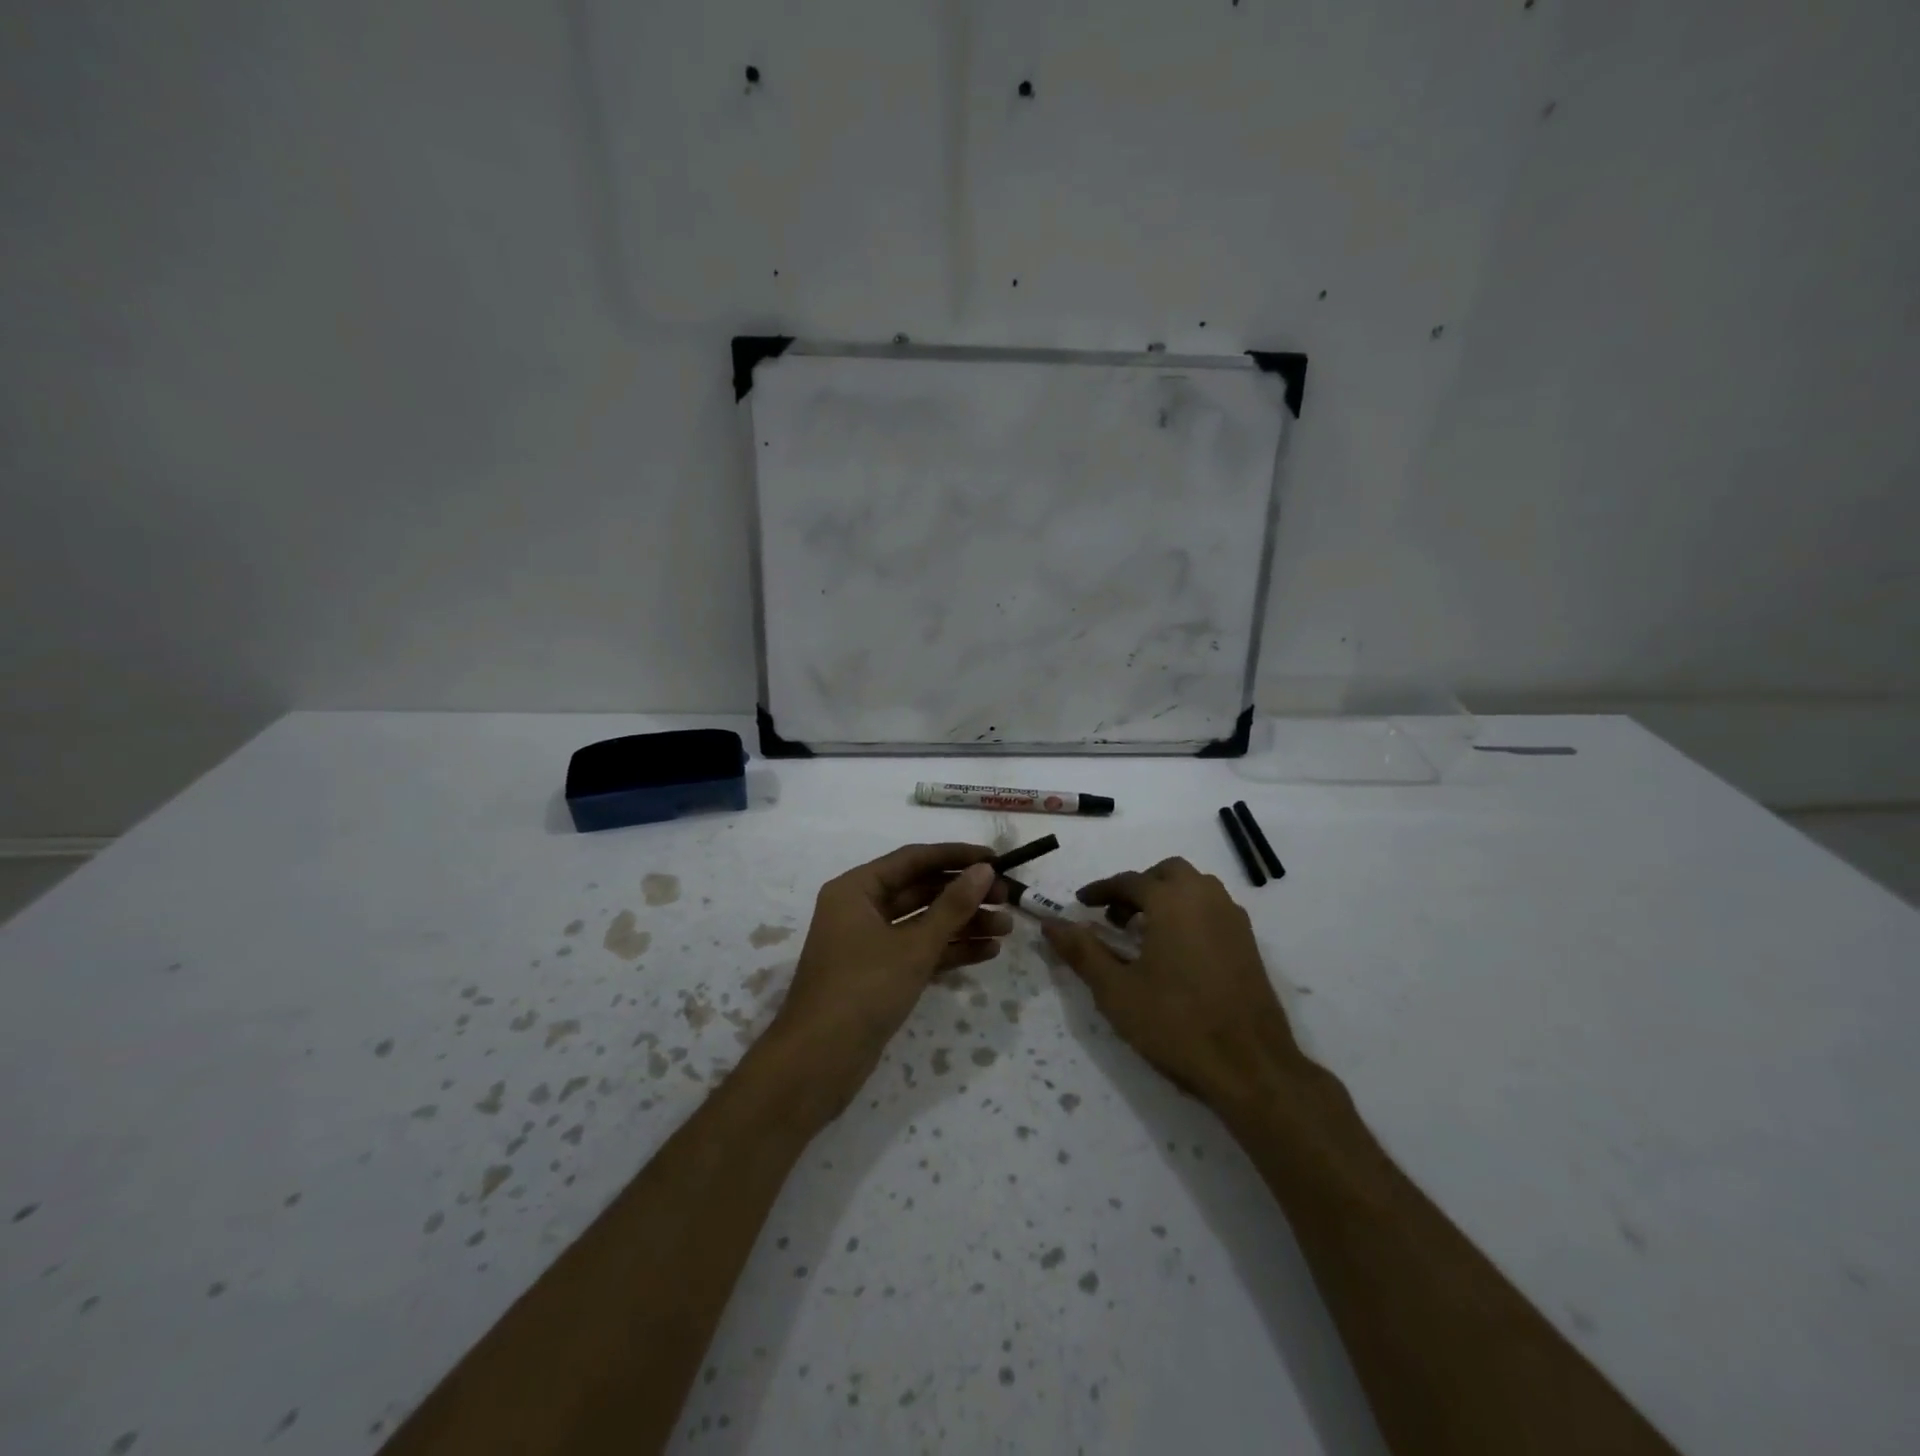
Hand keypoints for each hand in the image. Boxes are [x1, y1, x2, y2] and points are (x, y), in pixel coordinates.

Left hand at [769, 843, 1011, 1113]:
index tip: (996, 858)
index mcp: (856, 889)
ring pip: (923, 923)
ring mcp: (869, 944)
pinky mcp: (879, 975)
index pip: (913, 859)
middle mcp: (860, 909)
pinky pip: (919, 951)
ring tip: (1006, 929)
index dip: (956, 857)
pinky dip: (949, 951)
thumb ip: (952, 906)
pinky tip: (986, 952)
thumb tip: (984, 870)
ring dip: (963, 924)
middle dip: (964, 894)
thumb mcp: (913, 946)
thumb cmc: (862, 990)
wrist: (818, 1064)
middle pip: (920, 890)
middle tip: (1007, 898)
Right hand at [1042, 857, 1300, 1109]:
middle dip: (1138, 887)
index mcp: (1172, 901)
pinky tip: (1177, 952)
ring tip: (1145, 933)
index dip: (1100, 890)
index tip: (1080, 904)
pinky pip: (1213, 909)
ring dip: (1166, 897)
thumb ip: (1082, 952)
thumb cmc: (1175, 1023)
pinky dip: (1189, 913)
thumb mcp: (1116, 991)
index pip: (1128, 881)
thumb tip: (1051, 924)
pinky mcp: (1249, 943)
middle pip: (1166, 873)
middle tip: (1116, 917)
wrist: (1250, 1066)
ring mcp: (1233, 919)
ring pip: (1195, 888)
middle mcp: (1205, 898)